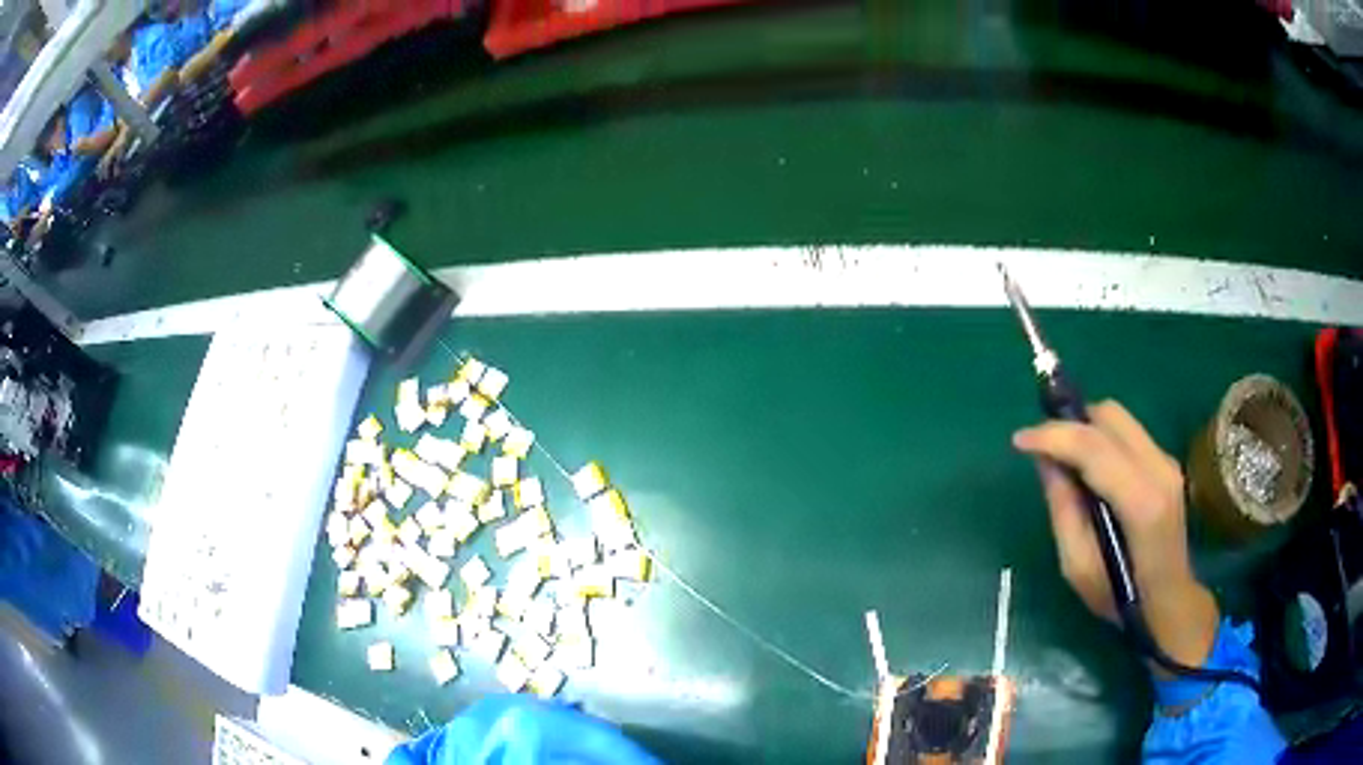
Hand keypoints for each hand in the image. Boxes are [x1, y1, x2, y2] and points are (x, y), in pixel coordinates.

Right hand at [1013, 400, 1218, 671]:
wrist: (1170, 602)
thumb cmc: (1121, 596)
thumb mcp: (1079, 568)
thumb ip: (1063, 510)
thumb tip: (1046, 462)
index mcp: (1141, 501)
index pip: (1093, 445)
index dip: (1053, 436)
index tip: (1020, 441)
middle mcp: (1159, 468)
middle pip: (1109, 416)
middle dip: (1071, 424)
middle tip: (1044, 450)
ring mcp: (1166, 462)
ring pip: (1119, 419)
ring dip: (1086, 429)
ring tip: (1064, 460)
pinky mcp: (1166, 463)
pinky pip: (1127, 433)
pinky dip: (1101, 439)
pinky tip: (1090, 470)